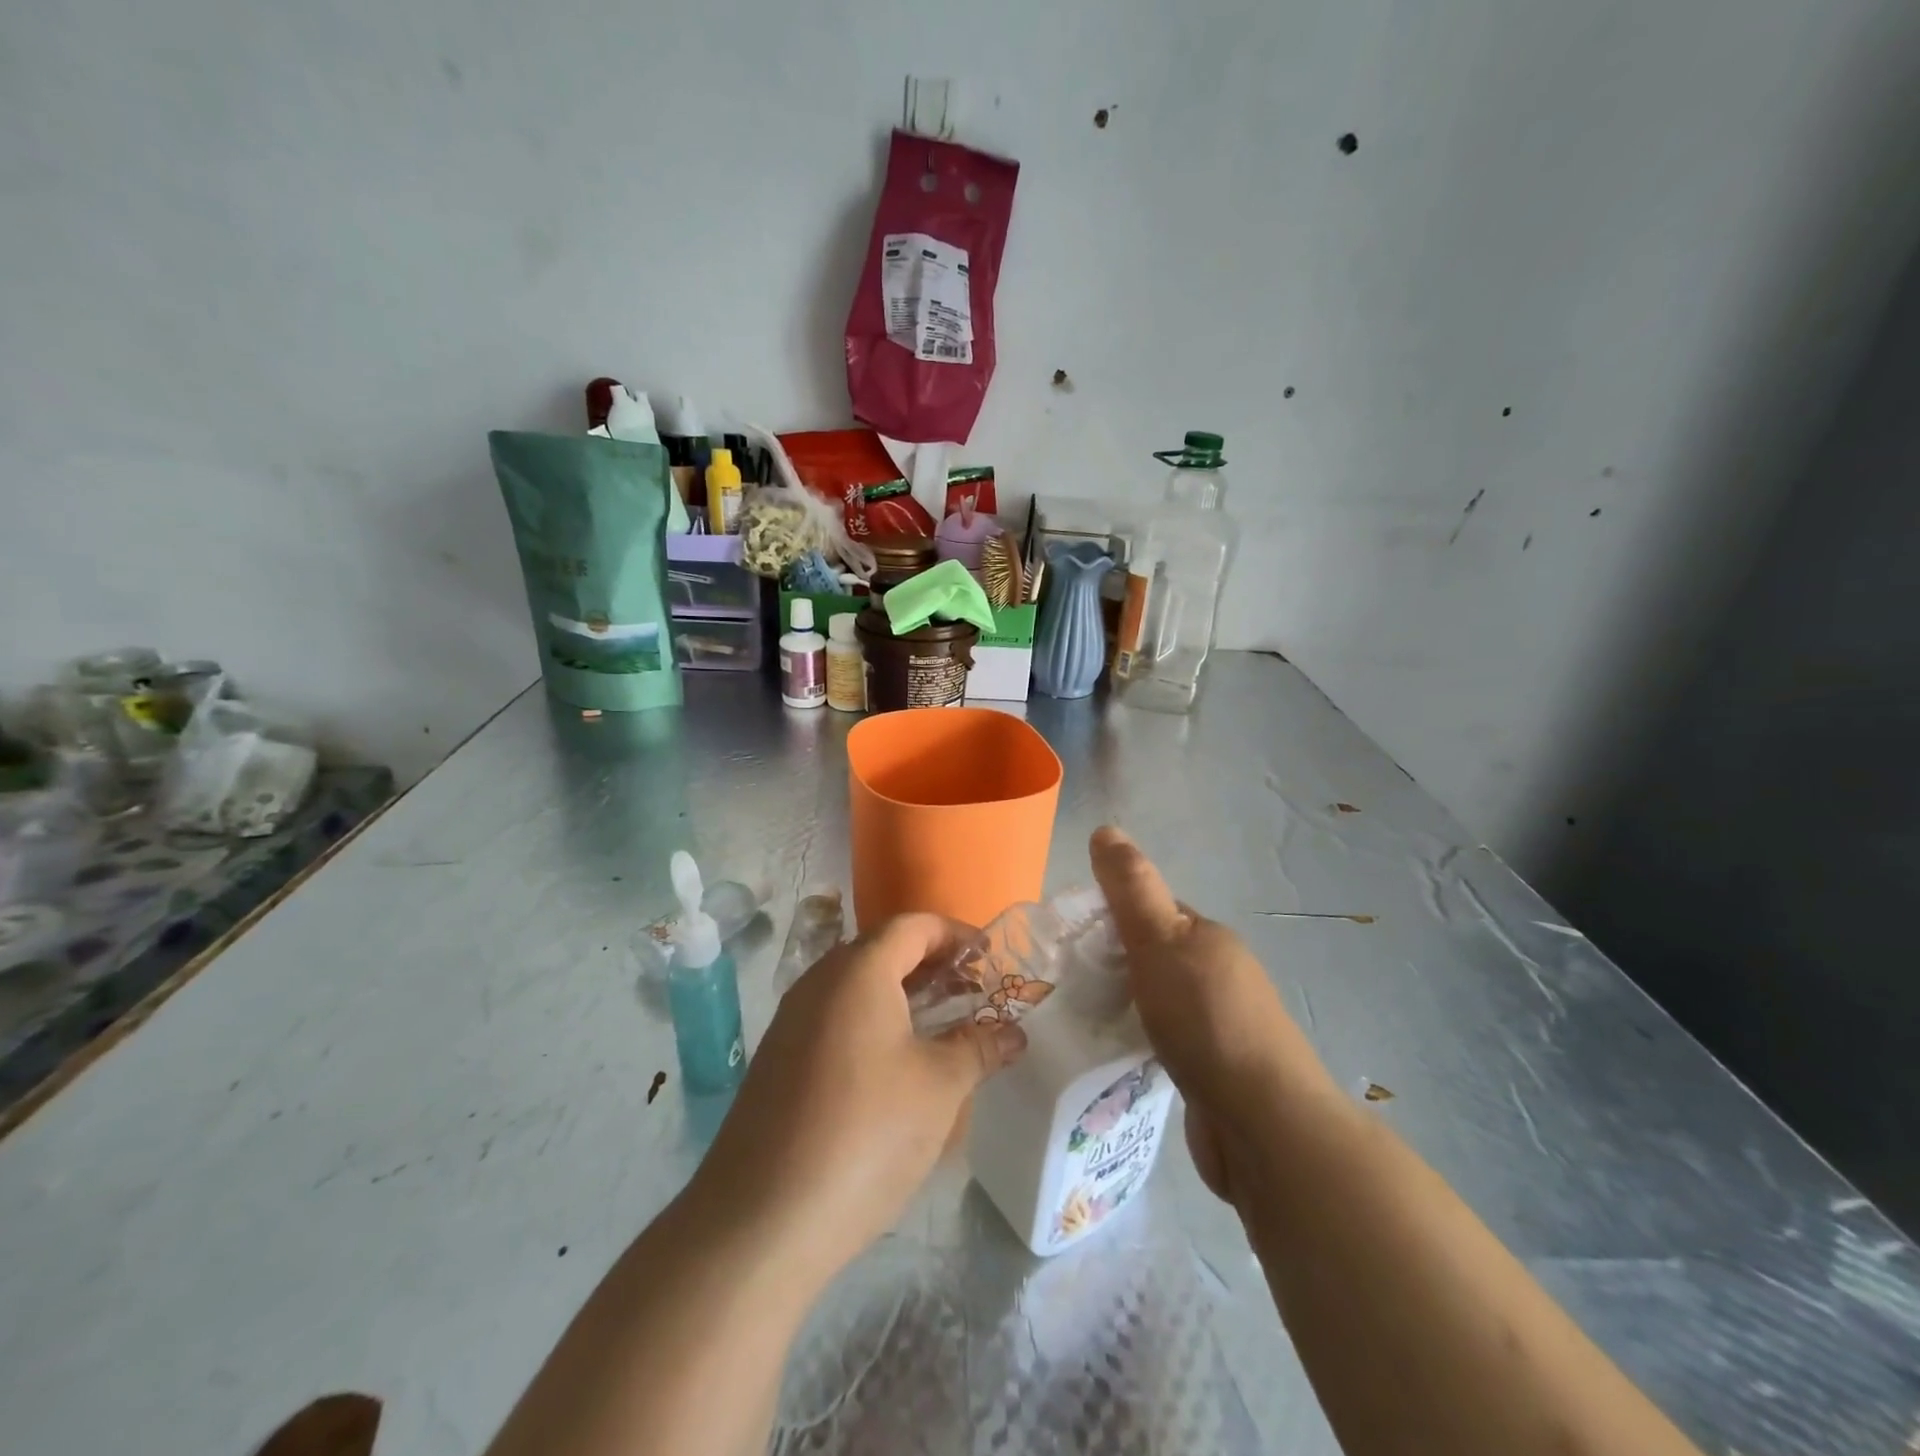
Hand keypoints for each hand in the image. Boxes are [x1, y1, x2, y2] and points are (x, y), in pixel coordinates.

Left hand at [689, 914, 1025, 1284]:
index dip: (955, 934)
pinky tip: (895, 1067)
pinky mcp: (778, 1060)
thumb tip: (1013, 1033)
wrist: (761, 1220)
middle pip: (882, 951)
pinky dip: (872, 1023)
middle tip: (971, 994)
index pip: (912, 926)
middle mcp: (818, 982)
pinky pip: (835, 1018)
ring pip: (856, 987)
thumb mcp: (939, 1087)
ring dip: (901, 996)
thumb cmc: (866, 1133)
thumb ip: (980, 1047)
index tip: (989, 958)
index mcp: (858, 971)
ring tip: (941, 1028)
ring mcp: (792, 1021)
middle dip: (931, 965)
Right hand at [1089, 826, 1338, 1202]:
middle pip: (1154, 956)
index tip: (1068, 937)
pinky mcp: (1214, 1072)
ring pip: (1159, 1000)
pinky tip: (1115, 1054)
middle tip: (1065, 981)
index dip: (1110, 915)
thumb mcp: (1159, 941)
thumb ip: (1131, 889)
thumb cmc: (1206, 1020)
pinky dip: (1140, 1041)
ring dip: (1126, 1004)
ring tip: (1079, 1018)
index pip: (1152, 911)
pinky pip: (1166, 1042)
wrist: (1263, 1125)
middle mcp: (1219, 975)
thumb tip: (1105, 828)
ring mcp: (1220, 1026)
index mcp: (1208, 938)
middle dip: (1113, 963)